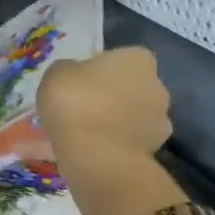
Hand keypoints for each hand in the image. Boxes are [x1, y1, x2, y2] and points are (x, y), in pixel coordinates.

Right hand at [36, 47, 171, 161]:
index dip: (95, 70)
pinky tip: (84, 153)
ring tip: (77, 137)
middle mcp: (157, 85)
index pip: (118, 58)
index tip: (75, 84)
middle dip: (106, 97)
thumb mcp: (55, 75)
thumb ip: (67, 71)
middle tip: (76, 110)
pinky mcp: (153, 150)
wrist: (97, 156)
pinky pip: (124, 142)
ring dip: (108, 123)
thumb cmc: (76, 103)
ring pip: (127, 117)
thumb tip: (72, 76)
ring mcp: (159, 120)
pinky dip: (109, 146)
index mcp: (137, 59)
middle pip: (127, 88)